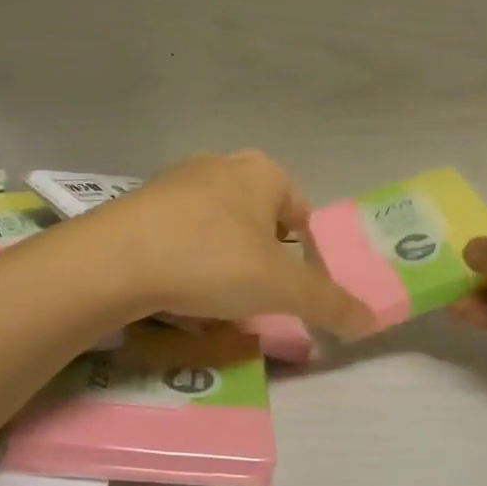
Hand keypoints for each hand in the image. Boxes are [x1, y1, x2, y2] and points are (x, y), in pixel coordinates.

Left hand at [85, 151, 376, 339]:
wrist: (114, 259)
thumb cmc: (212, 259)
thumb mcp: (280, 288)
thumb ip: (329, 303)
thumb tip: (371, 320)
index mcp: (262, 172)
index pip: (299, 210)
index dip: (301, 252)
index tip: (287, 288)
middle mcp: (221, 165)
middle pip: (257, 219)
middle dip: (259, 258)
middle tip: (252, 296)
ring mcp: (176, 181)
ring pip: (216, 228)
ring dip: (221, 261)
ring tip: (211, 301)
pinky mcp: (140, 203)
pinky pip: (178, 235)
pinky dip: (184, 260)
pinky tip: (173, 290)